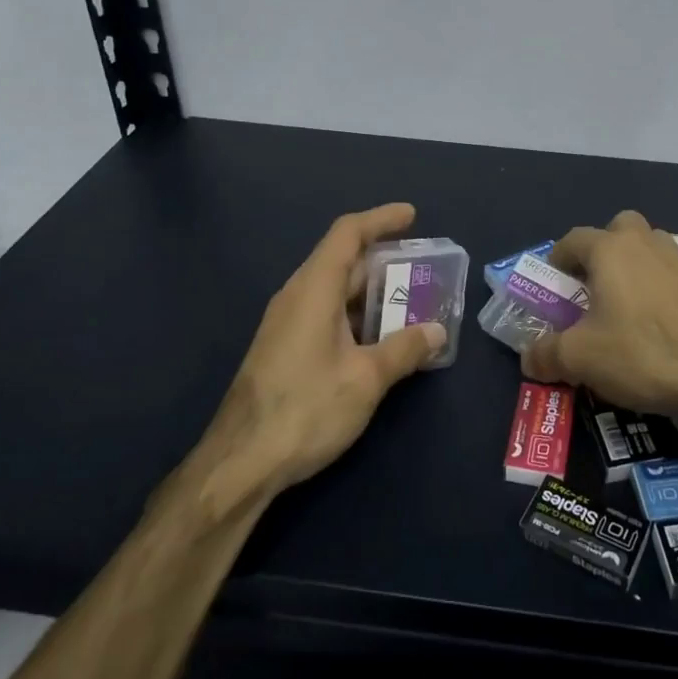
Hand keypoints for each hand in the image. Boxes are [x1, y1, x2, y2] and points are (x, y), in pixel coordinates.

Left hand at [178, 203, 445, 499]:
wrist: (241, 462)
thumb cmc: (306, 409)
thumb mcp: (366, 379)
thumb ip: (404, 349)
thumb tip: (436, 330)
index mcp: (313, 289)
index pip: (347, 234)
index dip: (381, 219)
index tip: (412, 216)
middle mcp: (297, 297)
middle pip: (342, 260)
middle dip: (384, 259)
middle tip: (423, 267)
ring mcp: (287, 324)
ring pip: (334, 291)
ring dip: (372, 292)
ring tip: (410, 302)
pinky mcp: (284, 349)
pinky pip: (326, 314)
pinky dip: (357, 315)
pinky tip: (379, 338)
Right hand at [521, 210, 677, 423]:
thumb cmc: (642, 353)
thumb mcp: (580, 359)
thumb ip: (547, 354)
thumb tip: (530, 358)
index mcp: (610, 248)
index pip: (572, 239)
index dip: (556, 262)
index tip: (553, 290)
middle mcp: (644, 242)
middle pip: (616, 230)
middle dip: (600, 252)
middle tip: (591, 290)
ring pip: (647, 249)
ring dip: (631, 268)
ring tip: (622, 308)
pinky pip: (668, 274)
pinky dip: (656, 289)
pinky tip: (654, 324)